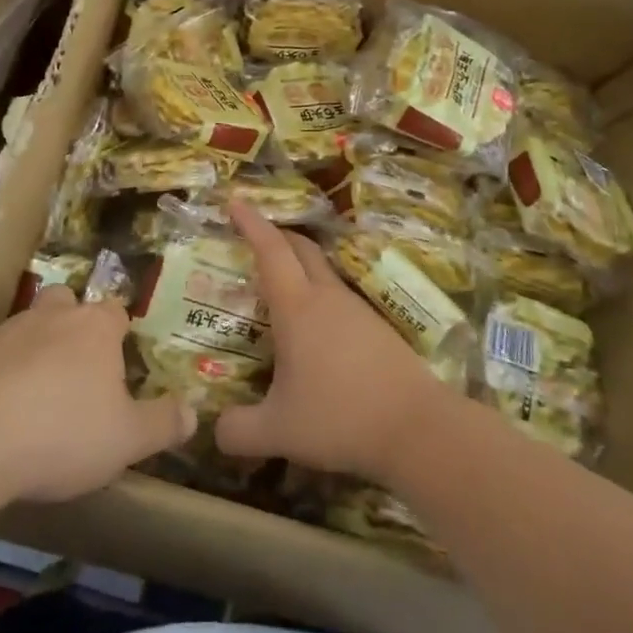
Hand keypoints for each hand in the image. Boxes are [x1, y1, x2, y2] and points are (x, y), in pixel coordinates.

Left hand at [0, 287, 195, 505]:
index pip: (116, 311)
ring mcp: (6, 332)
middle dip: (73, 323)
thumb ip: (163, 423)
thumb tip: (193, 412)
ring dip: (36, 348)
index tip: (122, 361)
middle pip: (67, 302)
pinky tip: (3, 410)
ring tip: (39, 394)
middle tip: (79, 367)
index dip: (120, 332)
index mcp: (95, 328)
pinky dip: (2, 373)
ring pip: (28, 326)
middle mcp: (52, 317)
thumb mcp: (127, 439)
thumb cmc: (62, 433)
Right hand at [215, 201, 455, 482]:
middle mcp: (327, 298)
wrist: (418, 429)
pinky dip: (320, 295)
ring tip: (281, 285)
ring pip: (323, 271)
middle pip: (301, 248)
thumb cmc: (340, 418)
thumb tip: (215, 431)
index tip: (235, 202)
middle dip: (276, 234)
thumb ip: (238, 431)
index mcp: (297, 307)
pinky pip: (340, 297)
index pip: (271, 250)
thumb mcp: (278, 430)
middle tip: (254, 237)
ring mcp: (357, 310)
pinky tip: (316, 327)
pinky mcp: (379, 329)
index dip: (251, 223)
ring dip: (300, 266)